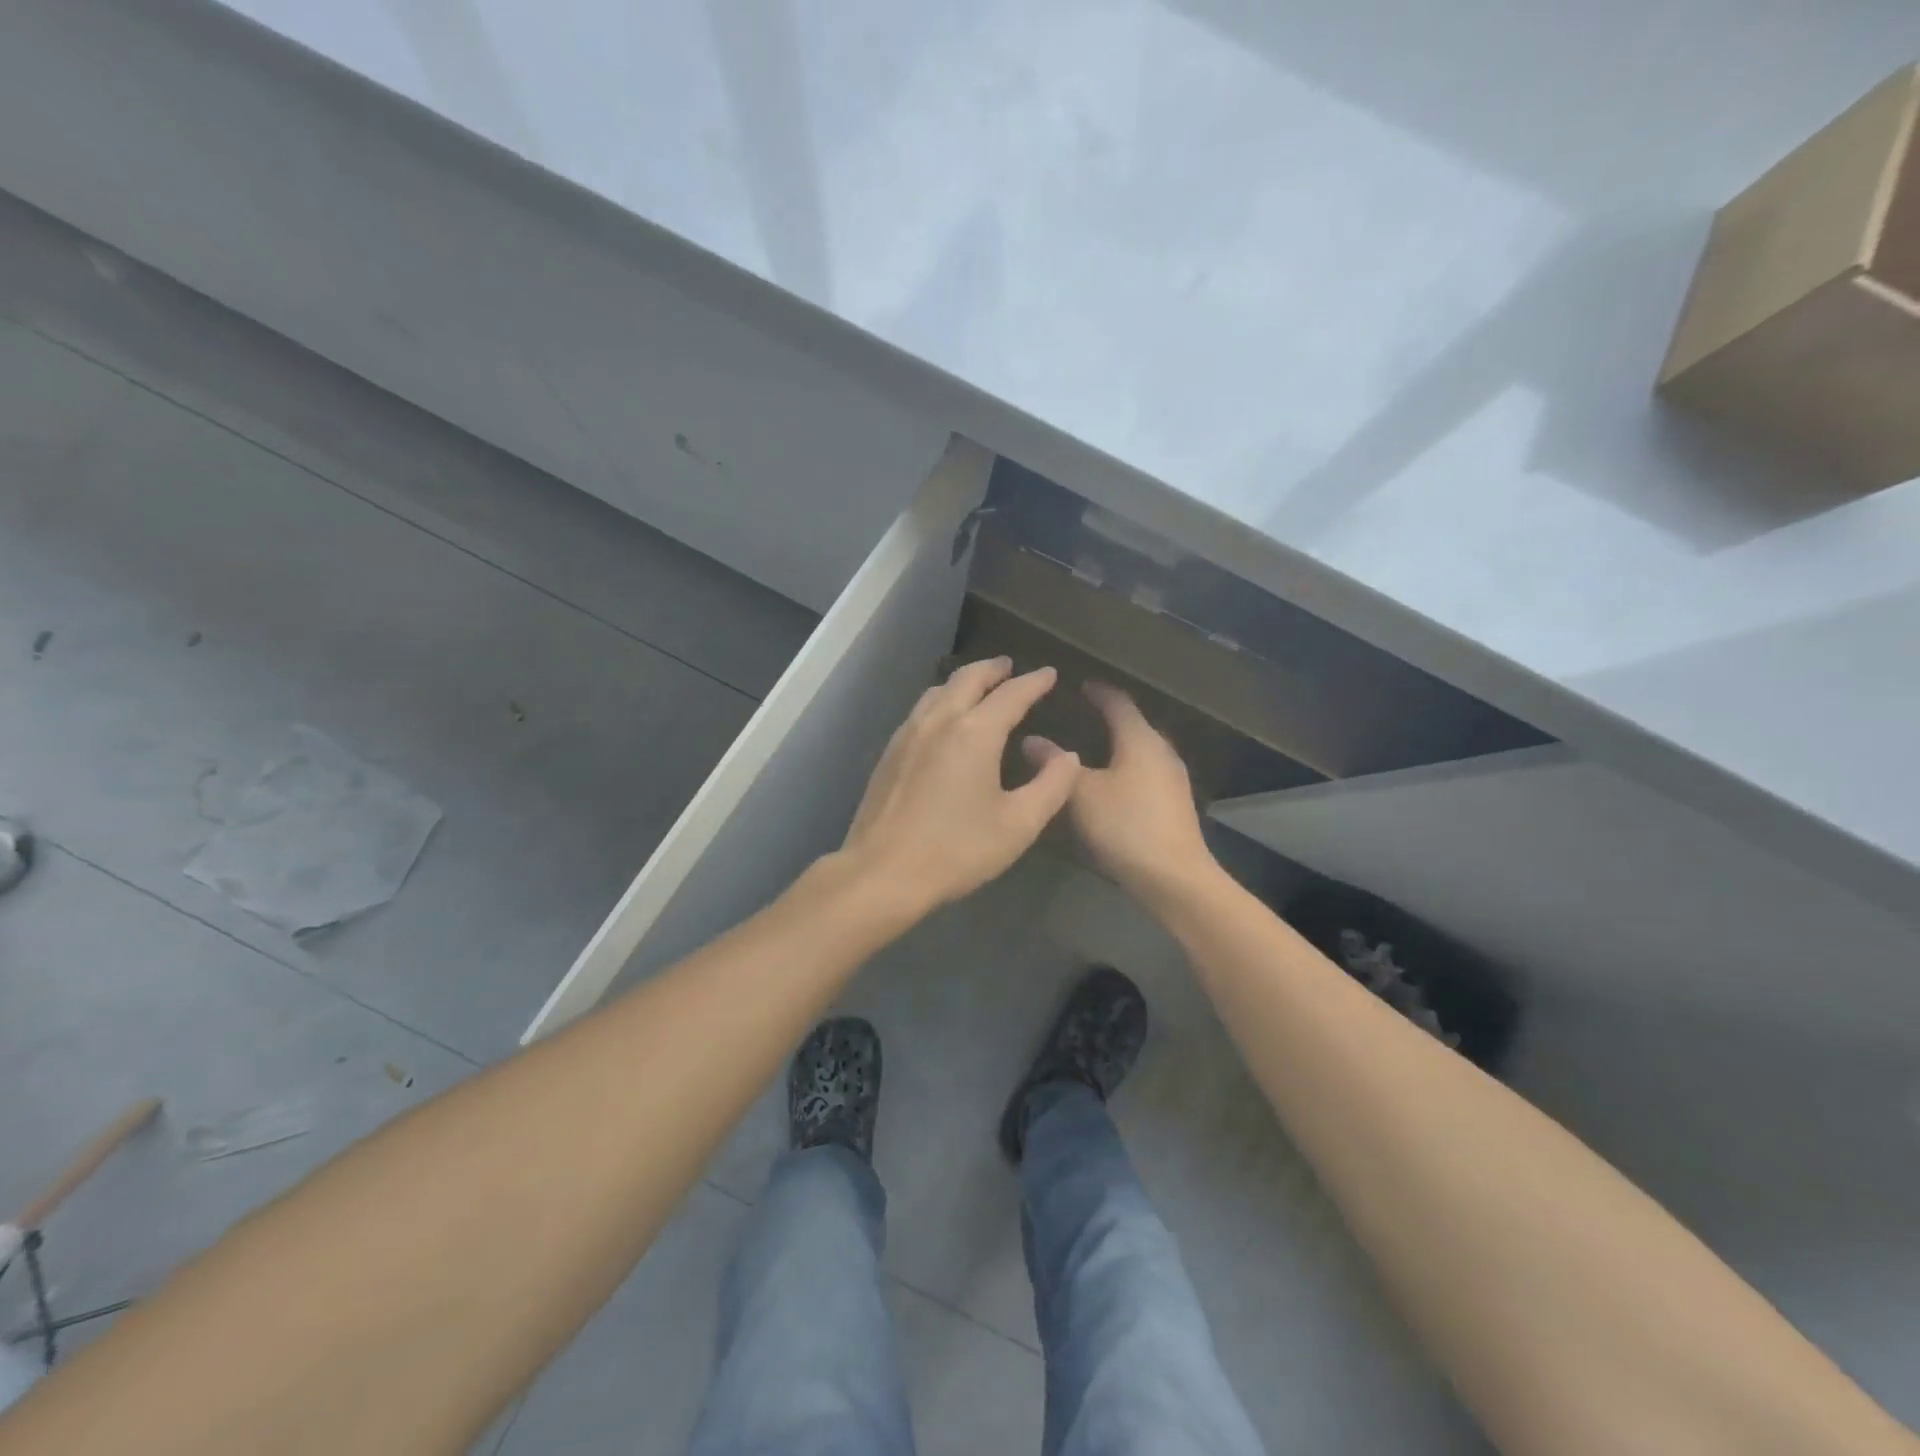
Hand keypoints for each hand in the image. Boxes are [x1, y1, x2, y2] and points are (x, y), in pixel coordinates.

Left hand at [841, 657, 1079, 916]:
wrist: (883, 872)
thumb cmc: (957, 850)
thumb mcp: (1019, 824)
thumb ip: (1052, 785)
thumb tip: (1067, 756)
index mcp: (975, 732)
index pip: (1011, 694)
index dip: (1034, 682)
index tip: (1049, 674)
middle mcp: (939, 721)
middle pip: (968, 679)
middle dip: (993, 669)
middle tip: (1010, 667)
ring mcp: (908, 734)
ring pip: (939, 691)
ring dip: (964, 681)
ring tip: (979, 686)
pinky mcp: (890, 753)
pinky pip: (921, 710)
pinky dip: (942, 700)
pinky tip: (945, 719)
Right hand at [1027, 683, 1215, 901]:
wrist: (1174, 877)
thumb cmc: (1125, 825)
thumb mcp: (1081, 793)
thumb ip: (1054, 764)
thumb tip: (1030, 739)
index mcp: (1140, 739)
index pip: (1118, 702)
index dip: (1098, 691)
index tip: (1079, 684)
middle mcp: (1162, 751)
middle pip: (1133, 724)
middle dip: (1107, 717)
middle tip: (1078, 715)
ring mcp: (1172, 778)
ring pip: (1140, 750)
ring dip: (1117, 744)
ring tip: (1088, 748)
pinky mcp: (1174, 803)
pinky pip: (1145, 772)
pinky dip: (1125, 767)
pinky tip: (1108, 783)